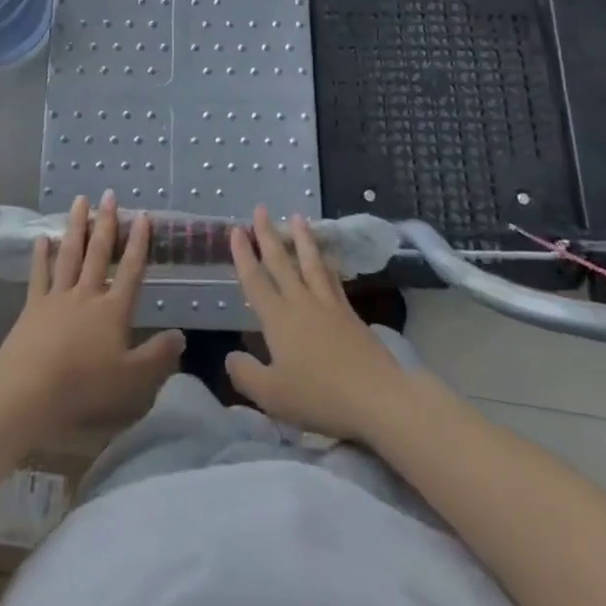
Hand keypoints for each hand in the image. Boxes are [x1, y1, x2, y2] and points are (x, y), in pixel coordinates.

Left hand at [0, 192, 184, 433]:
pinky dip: (41, 255)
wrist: (29, 394)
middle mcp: (86, 295)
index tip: (143, 216)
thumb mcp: (132, 383)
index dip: (138, 243)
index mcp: (113, 310)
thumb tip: (181, 335)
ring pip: (70, 254)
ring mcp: (58, 298)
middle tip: (109, 194)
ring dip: (76, 226)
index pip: (130, 270)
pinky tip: (43, 238)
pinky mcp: (32, 308)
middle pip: (98, 253)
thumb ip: (158, 357)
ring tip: (80, 201)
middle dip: (107, 223)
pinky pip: (39, 274)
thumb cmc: (85, 390)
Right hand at [227, 206, 411, 442]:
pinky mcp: (349, 313)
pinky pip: (332, 278)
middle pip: (281, 262)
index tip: (237, 230)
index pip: (255, 281)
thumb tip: (230, 356)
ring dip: (301, 238)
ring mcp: (328, 305)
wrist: (375, 396)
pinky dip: (326, 262)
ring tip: (297, 216)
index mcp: (277, 319)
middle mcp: (300, 302)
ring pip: (310, 262)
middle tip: (260, 208)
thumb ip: (246, 375)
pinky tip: (326, 257)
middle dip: (268, 234)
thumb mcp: (272, 395)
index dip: (244, 256)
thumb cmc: (319, 396)